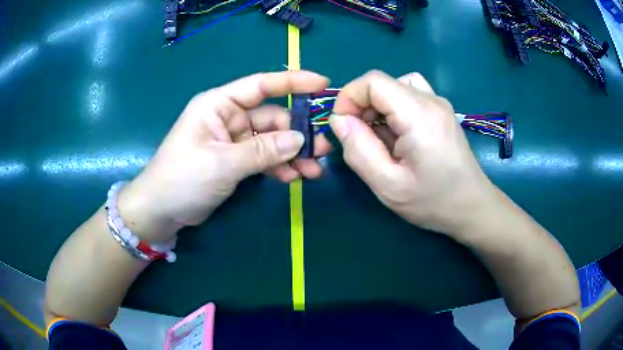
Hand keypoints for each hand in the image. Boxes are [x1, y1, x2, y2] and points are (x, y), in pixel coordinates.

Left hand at [118, 71, 331, 242]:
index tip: (323, 84)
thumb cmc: (182, 179)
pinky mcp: (235, 160)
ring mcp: (233, 140)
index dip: (293, 82)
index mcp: (219, 104)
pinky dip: (278, 166)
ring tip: (314, 171)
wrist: (161, 211)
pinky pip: (263, 158)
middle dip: (298, 133)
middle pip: (272, 117)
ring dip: (292, 154)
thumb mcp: (222, 164)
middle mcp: (228, 117)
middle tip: (324, 149)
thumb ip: (262, 151)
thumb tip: (300, 139)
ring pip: (271, 140)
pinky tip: (293, 178)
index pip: (261, 85)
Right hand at [329, 70, 497, 236]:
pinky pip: (408, 95)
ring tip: (378, 136)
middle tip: (360, 139)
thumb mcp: (388, 186)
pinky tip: (397, 133)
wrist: (471, 207)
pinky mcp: (441, 110)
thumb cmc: (433, 202)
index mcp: (420, 115)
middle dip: (361, 105)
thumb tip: (339, 120)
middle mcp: (431, 100)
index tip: (343, 126)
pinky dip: (393, 108)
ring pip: (394, 86)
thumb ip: (358, 150)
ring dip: (377, 107)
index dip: (349, 97)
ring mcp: (439, 103)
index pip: (373, 81)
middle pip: (382, 83)